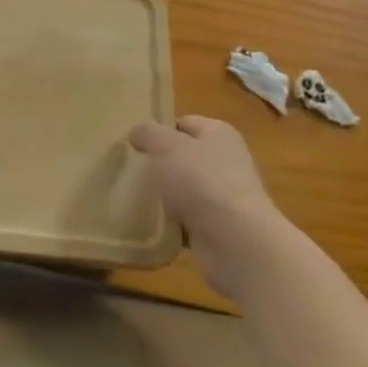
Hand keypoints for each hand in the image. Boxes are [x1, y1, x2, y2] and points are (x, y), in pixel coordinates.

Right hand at [129, 116, 287, 296]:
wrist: (237, 243)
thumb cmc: (202, 181)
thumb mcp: (166, 146)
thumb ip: (148, 133)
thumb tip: (136, 133)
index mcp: (218, 134)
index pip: (184, 123)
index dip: (159, 130)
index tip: (133, 143)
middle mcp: (225, 161)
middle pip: (184, 157)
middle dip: (159, 164)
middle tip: (130, 170)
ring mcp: (224, 197)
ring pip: (184, 190)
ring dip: (164, 196)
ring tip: (134, 198)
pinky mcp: (219, 229)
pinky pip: (187, 220)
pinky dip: (171, 224)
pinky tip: (150, 225)